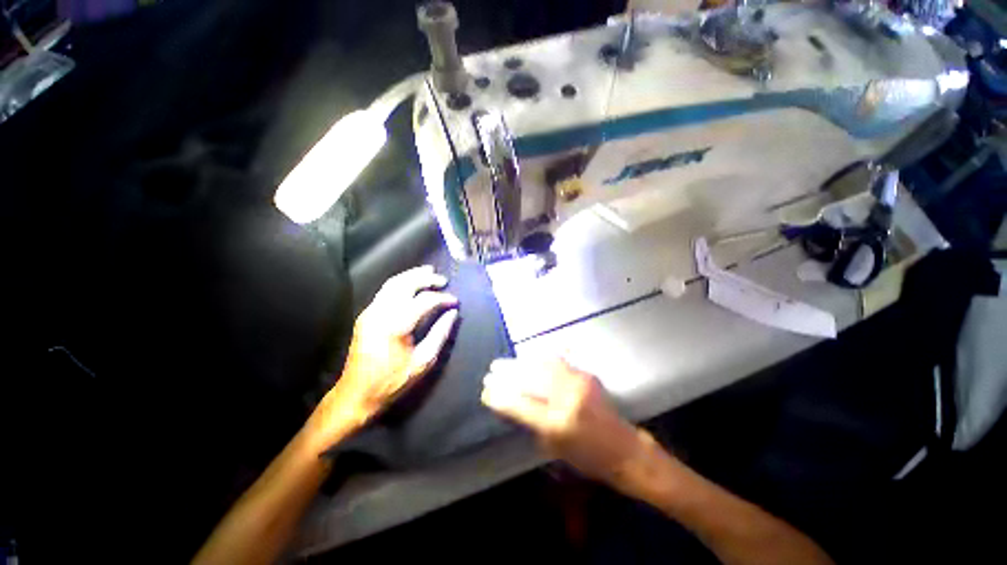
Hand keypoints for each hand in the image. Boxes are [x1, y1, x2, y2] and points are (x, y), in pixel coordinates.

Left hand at [321, 266, 458, 438]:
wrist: (356, 394)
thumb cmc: (393, 381)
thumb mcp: (423, 361)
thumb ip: (440, 333)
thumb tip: (453, 313)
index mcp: (396, 325)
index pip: (424, 301)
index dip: (442, 298)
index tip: (455, 301)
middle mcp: (380, 313)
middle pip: (405, 284)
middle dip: (426, 278)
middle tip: (442, 279)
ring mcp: (370, 312)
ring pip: (392, 283)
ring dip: (412, 275)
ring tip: (429, 272)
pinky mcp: (366, 315)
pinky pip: (385, 291)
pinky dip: (401, 283)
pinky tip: (412, 284)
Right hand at [481, 357, 645, 485]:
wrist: (624, 450)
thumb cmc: (587, 457)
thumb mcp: (553, 448)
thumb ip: (530, 423)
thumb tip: (508, 403)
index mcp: (558, 424)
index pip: (521, 405)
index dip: (500, 396)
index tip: (486, 390)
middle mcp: (568, 398)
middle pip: (530, 379)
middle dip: (507, 373)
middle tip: (491, 370)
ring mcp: (579, 383)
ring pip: (542, 365)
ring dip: (521, 363)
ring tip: (506, 363)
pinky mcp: (586, 375)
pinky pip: (557, 361)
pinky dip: (539, 359)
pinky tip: (529, 358)